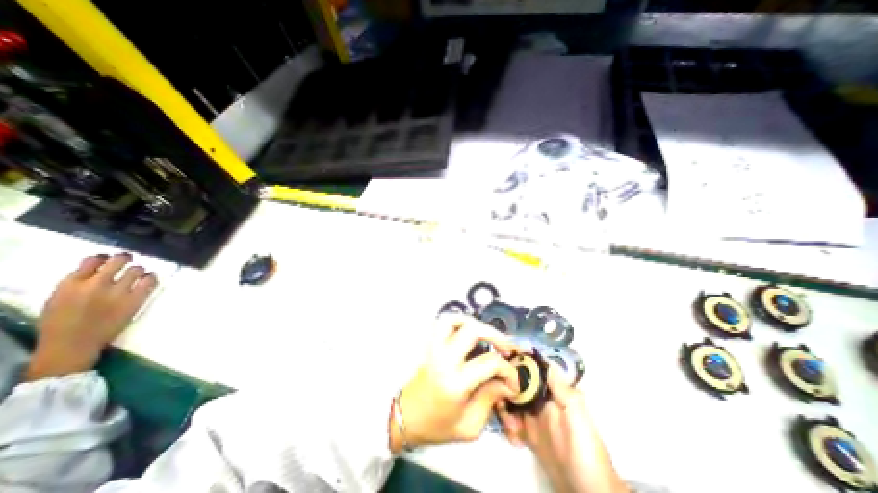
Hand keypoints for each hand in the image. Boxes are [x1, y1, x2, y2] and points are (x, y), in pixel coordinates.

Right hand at [24, 254, 159, 379]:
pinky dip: (151, 278)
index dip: (104, 258)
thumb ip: (77, 282)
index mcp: (71, 284)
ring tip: (138, 273)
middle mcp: (96, 285)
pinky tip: (149, 279)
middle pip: (118, 261)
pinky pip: (149, 282)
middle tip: (128, 259)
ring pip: (137, 269)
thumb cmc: (62, 323)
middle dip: (125, 258)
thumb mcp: (58, 298)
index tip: (108, 259)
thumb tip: (97, 269)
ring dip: (139, 270)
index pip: (92, 260)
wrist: (73, 344)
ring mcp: (118, 292)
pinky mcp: (135, 300)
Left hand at [395, 315, 523, 451]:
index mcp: (455, 382)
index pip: (489, 363)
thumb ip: (491, 401)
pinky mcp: (429, 344)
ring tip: (487, 334)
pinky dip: (459, 322)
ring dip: (475, 323)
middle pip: (473, 331)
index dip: (508, 370)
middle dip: (496, 336)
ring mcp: (434, 347)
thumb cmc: (438, 426)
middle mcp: (444, 358)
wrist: (406, 417)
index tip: (514, 381)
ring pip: (454, 319)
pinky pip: (443, 323)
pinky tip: (469, 331)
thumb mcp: (470, 426)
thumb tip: (507, 383)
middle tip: (507, 348)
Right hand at [497, 365, 626, 492]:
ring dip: (505, 410)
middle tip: (500, 401)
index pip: (532, 373)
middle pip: (517, 387)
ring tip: (509, 425)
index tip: (503, 367)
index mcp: (553, 394)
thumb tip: (543, 360)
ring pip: (512, 404)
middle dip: (505, 390)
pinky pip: (513, 424)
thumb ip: (562, 388)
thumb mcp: (577, 414)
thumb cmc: (585, 449)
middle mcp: (542, 402)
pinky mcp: (529, 436)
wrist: (589, 492)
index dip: (517, 368)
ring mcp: (534, 419)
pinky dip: (508, 427)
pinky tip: (512, 437)